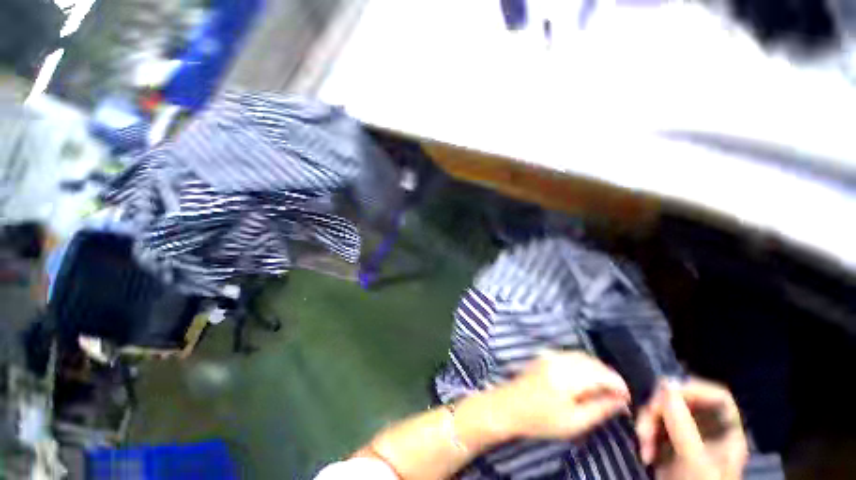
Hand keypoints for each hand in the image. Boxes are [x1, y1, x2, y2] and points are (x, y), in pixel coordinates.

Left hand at [491, 350, 629, 439]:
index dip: (619, 385)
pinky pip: (570, 356)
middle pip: (593, 362)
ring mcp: (550, 355)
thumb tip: (621, 401)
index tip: (627, 399)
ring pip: (582, 357)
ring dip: (596, 370)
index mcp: (567, 375)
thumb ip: (599, 409)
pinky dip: (583, 365)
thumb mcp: (574, 423)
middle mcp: (559, 359)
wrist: (508, 406)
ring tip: (603, 389)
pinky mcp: (544, 356)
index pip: (602, 374)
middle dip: (609, 377)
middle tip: (617, 396)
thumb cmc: (540, 420)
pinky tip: (585, 379)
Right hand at [636, 378, 747, 479]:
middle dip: (660, 411)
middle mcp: (708, 430)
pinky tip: (645, 452)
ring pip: (664, 412)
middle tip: (645, 428)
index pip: (717, 397)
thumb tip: (665, 384)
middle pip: (684, 402)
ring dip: (648, 424)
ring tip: (644, 447)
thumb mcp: (693, 463)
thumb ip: (683, 426)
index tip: (666, 394)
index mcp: (727, 434)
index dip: (694, 389)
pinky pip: (654, 425)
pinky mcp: (669, 444)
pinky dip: (646, 434)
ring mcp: (688, 437)